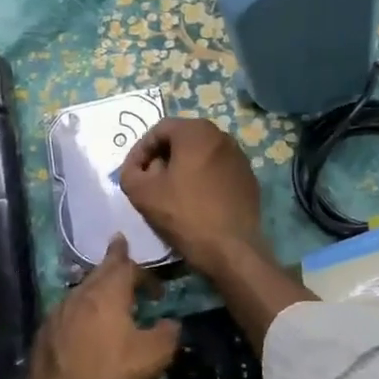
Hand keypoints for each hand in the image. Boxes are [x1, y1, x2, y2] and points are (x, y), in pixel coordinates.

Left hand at [23, 234, 180, 378]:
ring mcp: (58, 312)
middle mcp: (81, 293)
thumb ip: (168, 332)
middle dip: (114, 263)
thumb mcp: (155, 354)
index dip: (144, 272)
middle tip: (120, 252)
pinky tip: (83, 328)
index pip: (126, 265)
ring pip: (81, 291)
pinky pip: (67, 312)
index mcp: (108, 292)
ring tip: (107, 297)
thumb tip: (171, 323)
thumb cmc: (112, 372)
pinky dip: (80, 312)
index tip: (156, 286)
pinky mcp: (43, 332)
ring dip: (96, 290)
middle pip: (100, 271)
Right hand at [120, 118, 266, 276]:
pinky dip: (202, 178)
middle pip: (182, 139)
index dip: (140, 150)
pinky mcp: (248, 177)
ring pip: (201, 154)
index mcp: (196, 132)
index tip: (133, 173)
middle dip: (161, 157)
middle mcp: (222, 136)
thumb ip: (130, 172)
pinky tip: (195, 201)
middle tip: (149, 181)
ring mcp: (239, 157)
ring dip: (182, 168)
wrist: (231, 248)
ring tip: (170, 192)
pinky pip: (218, 170)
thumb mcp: (142, 193)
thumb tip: (137, 169)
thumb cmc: (184, 214)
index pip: (159, 129)